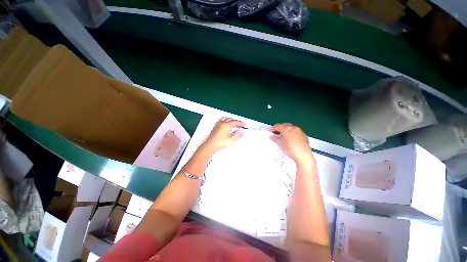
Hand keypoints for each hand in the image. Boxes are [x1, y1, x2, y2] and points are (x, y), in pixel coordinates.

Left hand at [202, 117, 244, 152]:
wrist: (210, 146)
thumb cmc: (219, 143)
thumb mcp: (231, 141)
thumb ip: (238, 136)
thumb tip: (242, 132)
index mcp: (226, 125)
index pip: (235, 122)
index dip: (241, 123)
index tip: (244, 125)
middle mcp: (222, 123)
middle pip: (231, 119)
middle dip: (236, 122)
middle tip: (240, 126)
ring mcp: (218, 124)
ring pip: (226, 119)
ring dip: (231, 120)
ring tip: (234, 124)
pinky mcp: (215, 126)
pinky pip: (222, 120)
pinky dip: (226, 120)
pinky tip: (226, 124)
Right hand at [269, 123, 314, 164]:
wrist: (303, 155)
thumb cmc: (290, 149)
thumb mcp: (281, 144)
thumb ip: (275, 139)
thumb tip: (272, 136)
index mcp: (287, 129)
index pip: (278, 126)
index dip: (273, 128)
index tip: (270, 130)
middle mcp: (294, 128)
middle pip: (285, 125)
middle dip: (280, 128)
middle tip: (276, 132)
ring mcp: (300, 131)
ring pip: (291, 128)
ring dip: (286, 130)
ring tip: (283, 135)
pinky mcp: (304, 136)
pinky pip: (296, 132)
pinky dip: (292, 133)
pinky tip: (290, 138)